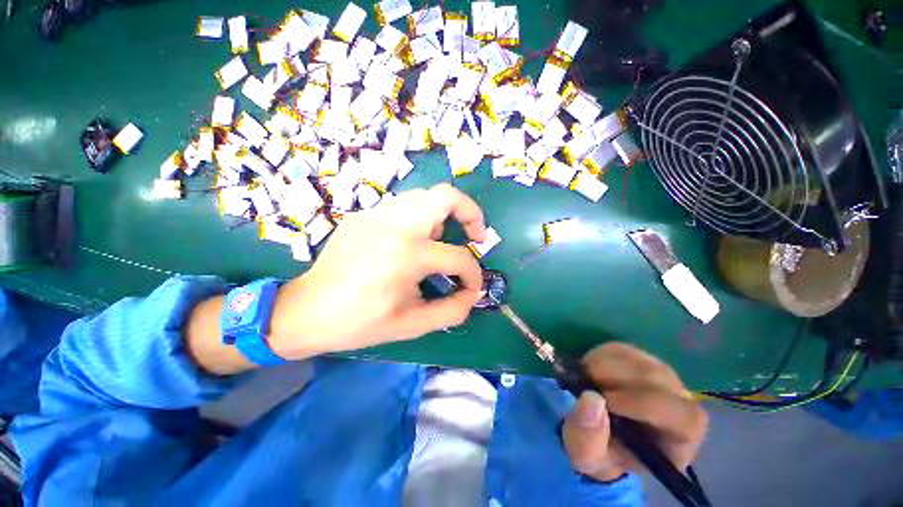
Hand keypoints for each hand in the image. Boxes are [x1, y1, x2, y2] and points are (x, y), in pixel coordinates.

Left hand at [268, 183, 486, 358]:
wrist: (308, 311)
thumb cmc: (361, 322)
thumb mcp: (413, 325)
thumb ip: (453, 310)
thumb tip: (473, 294)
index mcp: (407, 255)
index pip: (458, 257)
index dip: (473, 275)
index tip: (471, 287)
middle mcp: (395, 225)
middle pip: (446, 196)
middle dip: (470, 213)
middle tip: (474, 236)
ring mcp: (376, 214)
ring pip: (425, 196)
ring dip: (443, 215)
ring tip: (441, 241)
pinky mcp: (364, 214)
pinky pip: (404, 205)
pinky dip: (420, 218)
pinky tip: (413, 241)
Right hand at [562, 343, 707, 481]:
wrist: (600, 433)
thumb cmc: (602, 452)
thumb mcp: (587, 456)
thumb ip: (588, 436)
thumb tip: (591, 399)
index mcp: (681, 437)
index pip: (681, 415)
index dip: (642, 404)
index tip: (604, 401)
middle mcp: (680, 401)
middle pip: (656, 378)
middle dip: (615, 378)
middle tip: (584, 383)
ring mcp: (661, 375)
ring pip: (637, 359)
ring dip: (603, 365)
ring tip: (585, 378)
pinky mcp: (640, 358)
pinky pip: (622, 349)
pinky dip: (600, 355)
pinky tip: (589, 369)